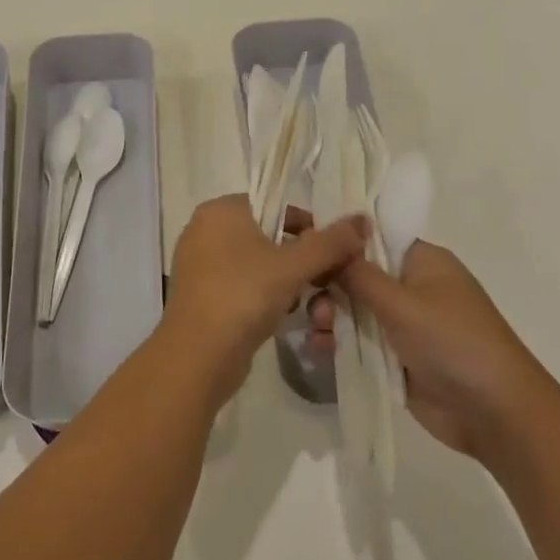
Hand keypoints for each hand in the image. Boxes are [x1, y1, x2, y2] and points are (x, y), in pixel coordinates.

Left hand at [161, 195, 367, 406]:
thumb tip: (362, 220)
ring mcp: (200, 264)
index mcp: (220, 210)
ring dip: (290, 284)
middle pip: (268, 236)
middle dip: (303, 262)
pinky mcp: (202, 295)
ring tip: (313, 309)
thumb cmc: (244, 295)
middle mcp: (205, 230)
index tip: (333, 253)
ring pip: (258, 265)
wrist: (197, 354)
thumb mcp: (293, 265)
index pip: (275, 205)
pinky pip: (243, 286)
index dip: (309, 227)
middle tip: (328, 284)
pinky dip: (266, 298)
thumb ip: (330, 242)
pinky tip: (284, 317)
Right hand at [313, 240, 544, 460]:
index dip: (339, 241)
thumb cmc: (453, 342)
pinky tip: (318, 347)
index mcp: (422, 261)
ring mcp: (402, 323)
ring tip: (318, 330)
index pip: (373, 238)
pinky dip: (337, 341)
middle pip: (357, 274)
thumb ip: (359, 275)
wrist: (494, 413)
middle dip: (330, 285)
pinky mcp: (395, 356)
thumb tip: (328, 243)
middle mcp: (411, 287)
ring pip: (353, 309)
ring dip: (331, 315)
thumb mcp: (402, 303)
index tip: (305, 247)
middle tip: (311, 299)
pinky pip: (357, 340)